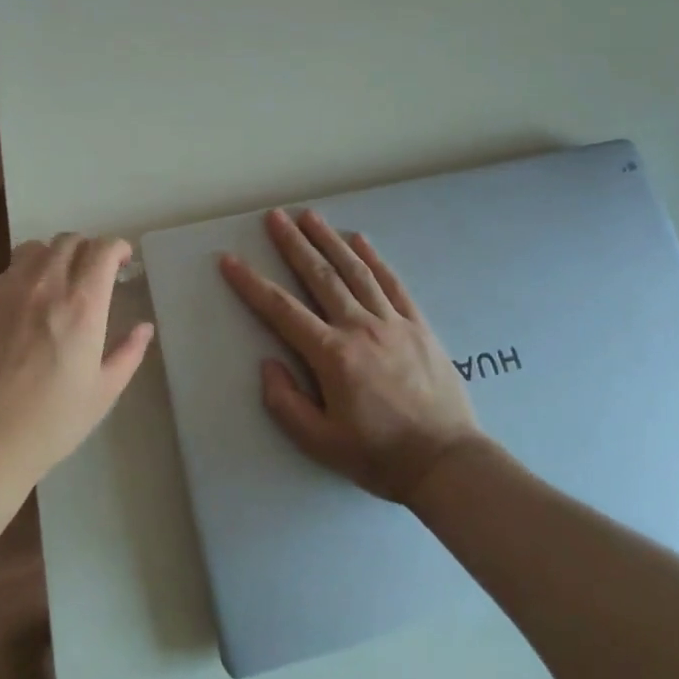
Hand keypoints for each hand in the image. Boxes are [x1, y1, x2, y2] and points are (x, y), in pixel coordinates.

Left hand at [0, 233, 152, 490]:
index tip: (121, 262)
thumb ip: (128, 353)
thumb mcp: (102, 393)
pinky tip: (19, 311)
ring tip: (54, 283)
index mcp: (82, 305)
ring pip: (33, 249)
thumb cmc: (49, 423)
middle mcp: (45, 285)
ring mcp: (6, 289)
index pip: (102, 249)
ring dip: (52, 257)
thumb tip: (144, 327)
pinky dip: (20, 279)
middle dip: (86, 250)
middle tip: (90, 274)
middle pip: (68, 240)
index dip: (116, 248)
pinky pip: (5, 273)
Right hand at [220, 208, 481, 504]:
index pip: (282, 310)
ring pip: (355, 271)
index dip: (251, 284)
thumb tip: (269, 364)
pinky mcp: (418, 325)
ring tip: (310, 216)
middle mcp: (360, 328)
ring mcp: (392, 322)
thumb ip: (286, 403)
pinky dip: (374, 259)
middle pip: (320, 276)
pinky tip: (360, 241)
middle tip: (275, 216)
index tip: (230, 260)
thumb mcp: (321, 443)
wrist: (447, 463)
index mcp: (332, 355)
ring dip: (329, 241)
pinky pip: (392, 283)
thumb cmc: (379, 456)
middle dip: (294, 244)